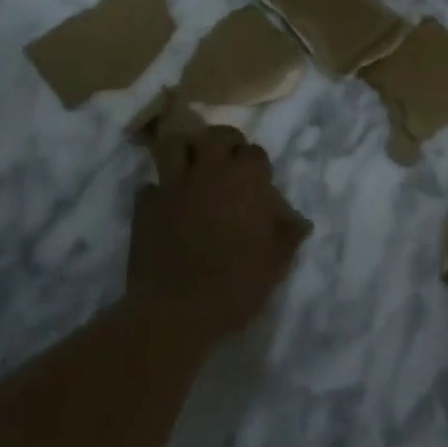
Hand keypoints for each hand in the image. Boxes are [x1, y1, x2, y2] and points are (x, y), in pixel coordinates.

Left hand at [128, 126, 311, 348]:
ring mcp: (173, 185)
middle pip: (216, 135)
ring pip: (175, 145)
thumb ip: (289, 235)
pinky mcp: (145, 206)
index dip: (257, 164)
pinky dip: (159, 191)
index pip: (255, 152)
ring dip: (185, 152)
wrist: (177, 311)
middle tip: (228, 162)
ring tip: (192, 168)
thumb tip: (301, 222)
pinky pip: (150, 185)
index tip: (258, 182)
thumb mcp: (276, 263)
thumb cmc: (236, 284)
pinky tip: (166, 206)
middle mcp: (209, 171)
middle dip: (224, 142)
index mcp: (245, 180)